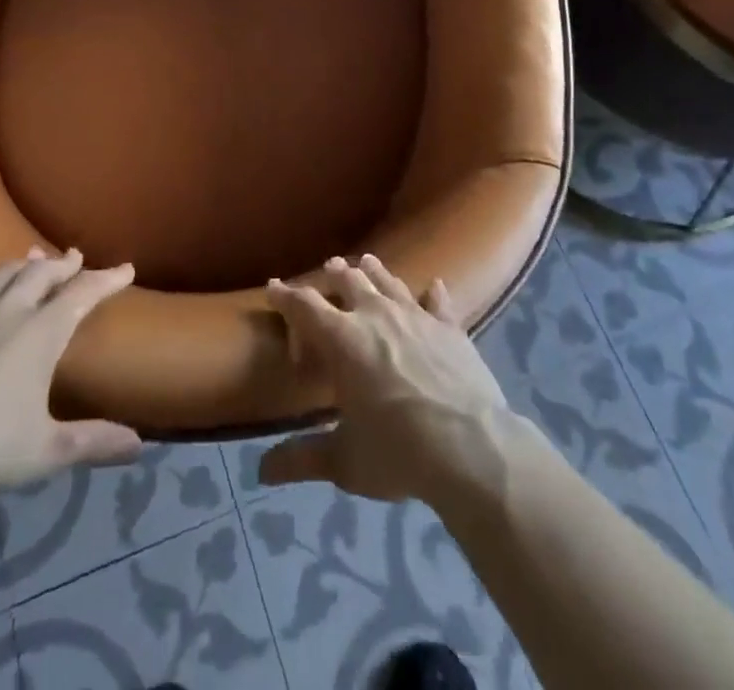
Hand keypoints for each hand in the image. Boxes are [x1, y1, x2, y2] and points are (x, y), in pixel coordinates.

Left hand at [0, 248, 142, 495]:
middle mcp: (8, 312)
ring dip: (22, 264)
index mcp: (42, 334)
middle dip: (62, 265)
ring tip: (34, 257)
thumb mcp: (46, 451)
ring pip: (2, 275)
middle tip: (75, 257)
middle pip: (41, 275)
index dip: (106, 280)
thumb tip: (139, 446)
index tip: (125, 269)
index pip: (82, 294)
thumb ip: (93, 442)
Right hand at [260, 255, 518, 506]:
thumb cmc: (398, 451)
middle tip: (328, 268)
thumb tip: (261, 471)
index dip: (286, 296)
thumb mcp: (344, 461)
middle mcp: (376, 315)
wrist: (472, 448)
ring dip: (374, 271)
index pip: (305, 306)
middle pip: (349, 281)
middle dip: (334, 274)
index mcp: (343, 340)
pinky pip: (438, 302)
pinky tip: (434, 285)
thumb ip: (302, 458)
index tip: (273, 286)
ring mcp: (416, 316)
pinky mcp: (450, 327)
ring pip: (389, 281)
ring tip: (366, 262)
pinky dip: (433, 293)